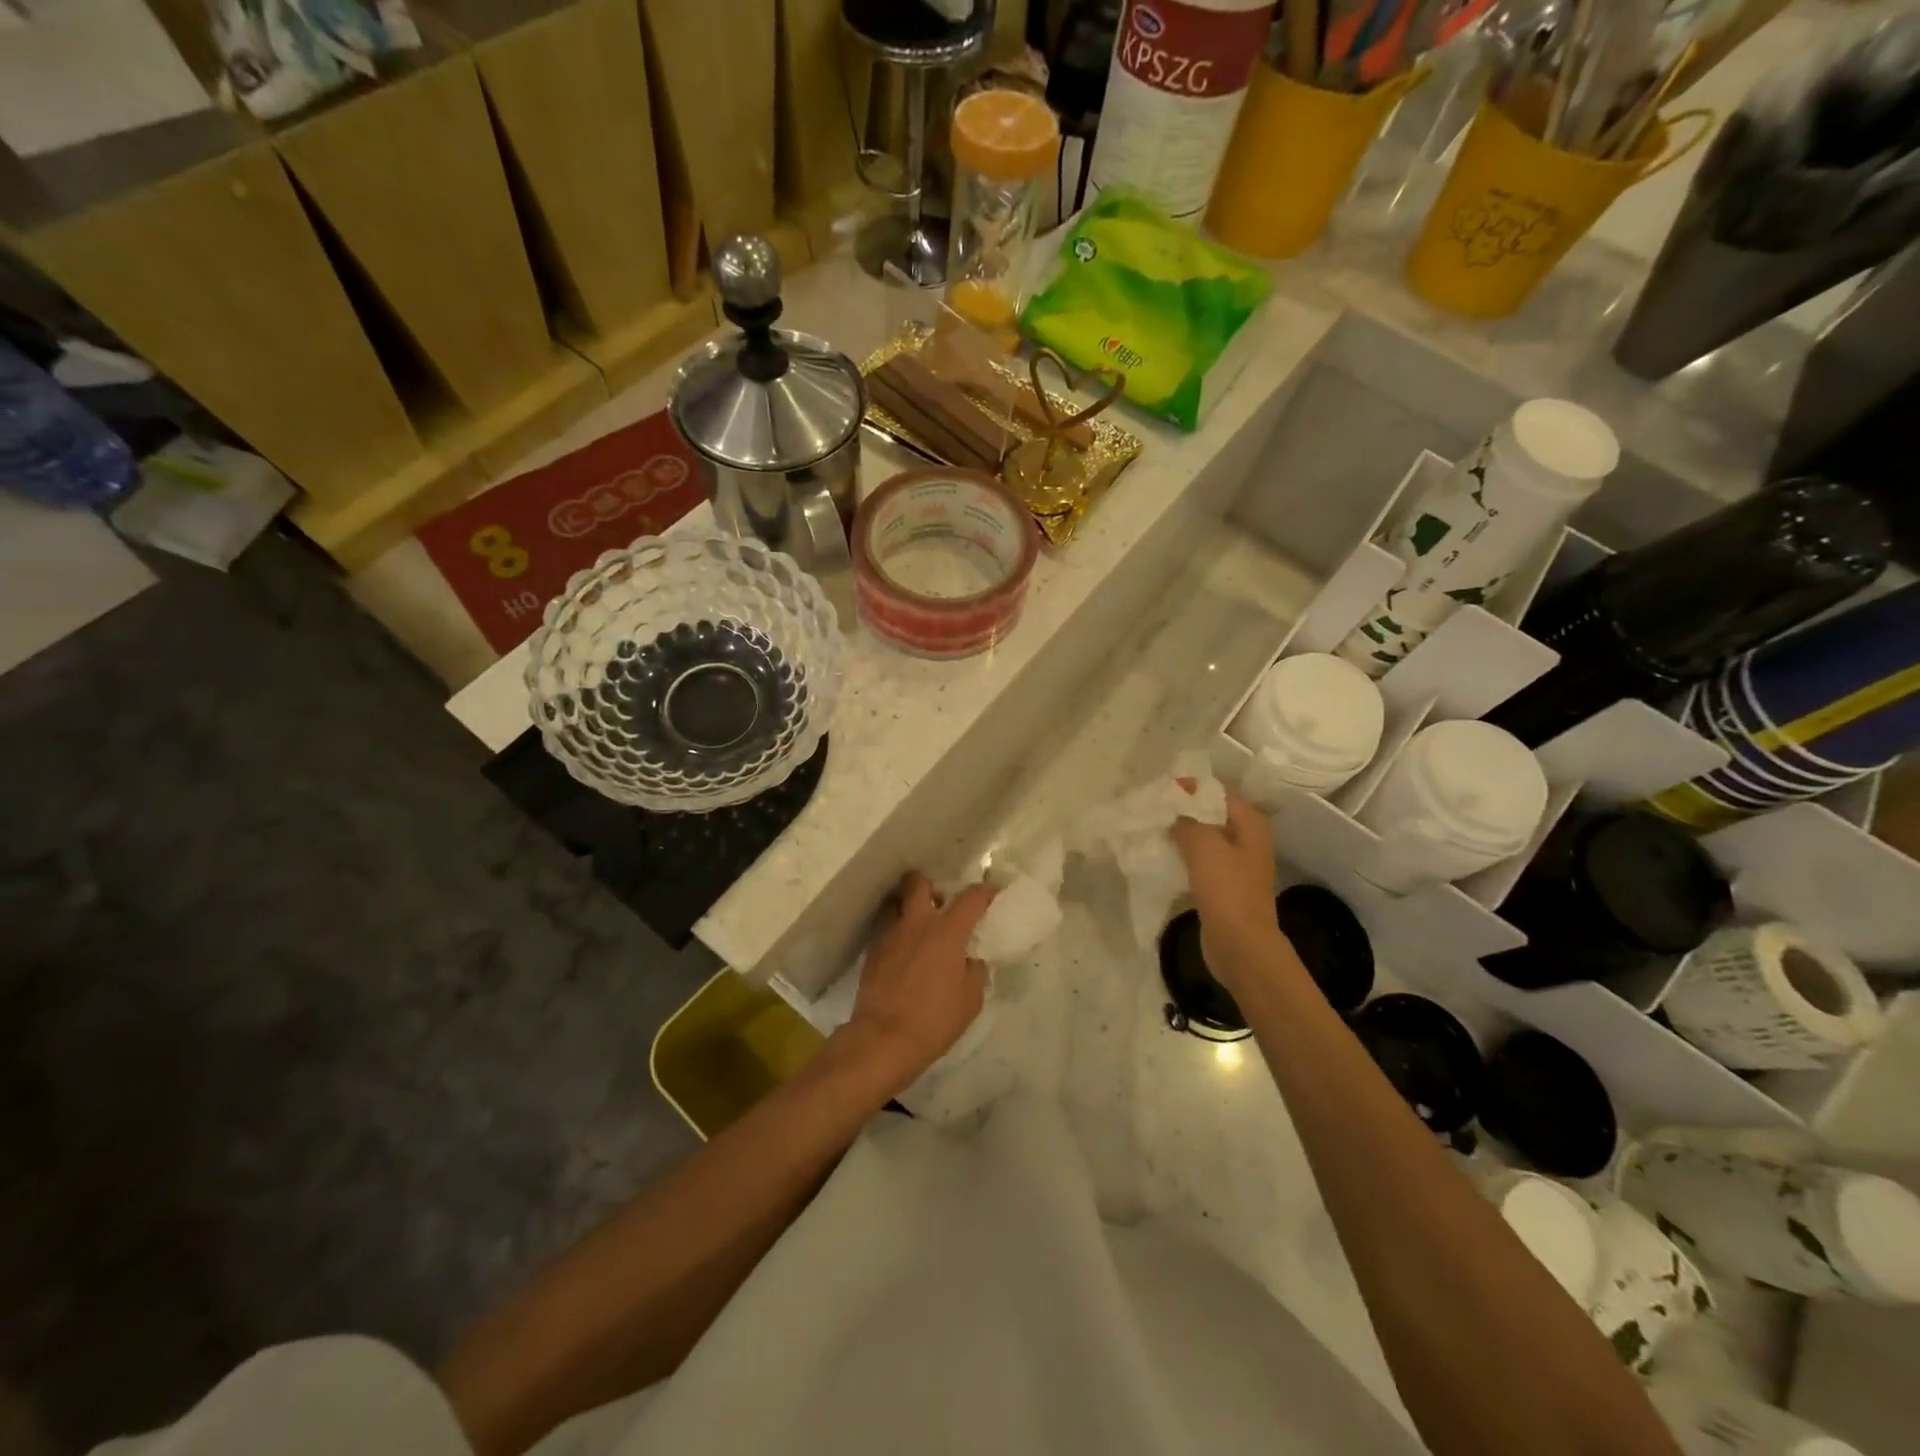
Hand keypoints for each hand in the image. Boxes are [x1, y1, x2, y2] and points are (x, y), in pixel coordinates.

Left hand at [835, 872, 992, 1097]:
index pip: (971, 897)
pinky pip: (887, 932)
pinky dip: (898, 937)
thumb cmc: (934, 1020)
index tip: (991, 892)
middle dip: (930, 885)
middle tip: (940, 902)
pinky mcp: (872, 952)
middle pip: (918, 882)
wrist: (883, 1039)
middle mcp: (917, 923)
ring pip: (897, 905)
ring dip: (909, 909)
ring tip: (919, 929)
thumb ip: (975, 971)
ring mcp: (890, 935)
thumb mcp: (971, 1000)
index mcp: (947, 931)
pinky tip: (904, 958)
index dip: (985, 891)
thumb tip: (970, 960)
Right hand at [1169, 787, 1283, 992]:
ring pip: (1205, 838)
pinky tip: (1162, 855)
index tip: (1162, 787)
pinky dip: (1183, 856)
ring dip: (1182, 833)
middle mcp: (1247, 840)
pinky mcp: (1224, 886)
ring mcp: (1237, 865)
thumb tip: (1174, 812)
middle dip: (1184, 809)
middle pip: (1212, 814)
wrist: (1240, 945)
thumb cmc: (1226, 889)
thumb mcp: (1203, 845)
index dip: (1192, 786)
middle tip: (1153, 807)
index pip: (1220, 791)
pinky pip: (1201, 861)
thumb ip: (1186, 820)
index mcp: (1250, 824)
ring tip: (1153, 828)